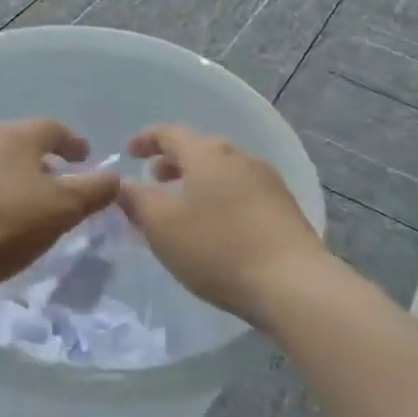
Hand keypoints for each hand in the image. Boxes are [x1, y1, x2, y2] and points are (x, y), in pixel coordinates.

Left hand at [0, 118, 121, 301]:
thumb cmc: (4, 225)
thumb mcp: (62, 209)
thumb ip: (94, 190)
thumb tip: (113, 177)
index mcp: (15, 136)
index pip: (53, 128)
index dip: (74, 143)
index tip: (86, 158)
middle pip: (22, 144)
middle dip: (44, 162)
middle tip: (60, 184)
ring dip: (16, 179)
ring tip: (28, 206)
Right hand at [119, 123, 329, 323]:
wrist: (292, 283)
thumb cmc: (216, 248)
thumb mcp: (162, 226)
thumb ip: (137, 200)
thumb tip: (125, 184)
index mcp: (207, 154)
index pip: (170, 133)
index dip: (146, 139)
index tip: (129, 153)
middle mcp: (239, 158)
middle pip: (200, 150)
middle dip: (173, 163)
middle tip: (154, 181)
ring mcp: (268, 181)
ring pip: (222, 172)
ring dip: (197, 182)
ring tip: (183, 208)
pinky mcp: (285, 208)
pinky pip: (241, 192)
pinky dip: (219, 198)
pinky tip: (216, 227)